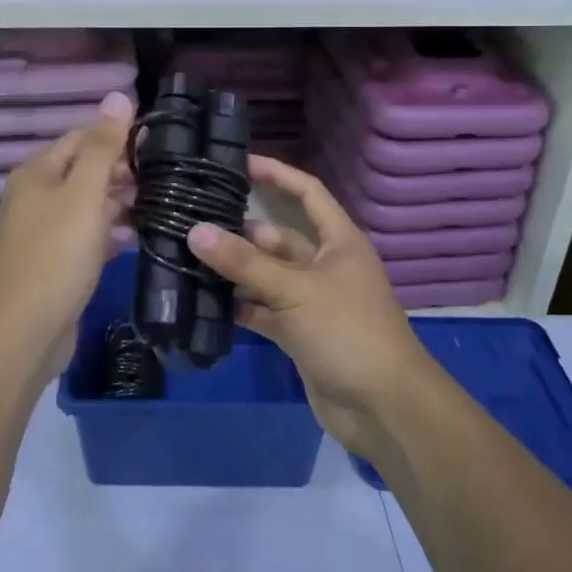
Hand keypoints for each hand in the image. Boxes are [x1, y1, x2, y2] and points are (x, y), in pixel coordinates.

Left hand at [0, 91, 133, 374]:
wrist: (25, 331)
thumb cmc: (57, 254)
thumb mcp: (85, 194)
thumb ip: (103, 146)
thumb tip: (118, 95)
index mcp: (37, 173)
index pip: (81, 137)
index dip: (117, 135)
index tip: (158, 143)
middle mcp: (35, 196)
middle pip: (83, 170)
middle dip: (121, 171)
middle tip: (164, 177)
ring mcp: (42, 231)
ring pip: (87, 204)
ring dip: (119, 202)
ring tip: (159, 205)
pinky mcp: (53, 261)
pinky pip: (85, 235)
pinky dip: (109, 232)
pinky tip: (136, 237)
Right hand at [188, 156, 434, 455]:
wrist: (384, 408)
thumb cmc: (348, 332)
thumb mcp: (295, 290)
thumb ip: (244, 262)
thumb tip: (195, 231)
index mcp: (339, 242)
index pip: (307, 193)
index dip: (277, 174)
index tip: (239, 162)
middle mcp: (325, 265)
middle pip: (278, 237)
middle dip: (241, 230)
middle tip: (193, 219)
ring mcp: (312, 302)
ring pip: (267, 275)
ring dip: (235, 270)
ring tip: (188, 256)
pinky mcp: (299, 334)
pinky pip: (263, 310)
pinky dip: (240, 306)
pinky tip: (204, 300)